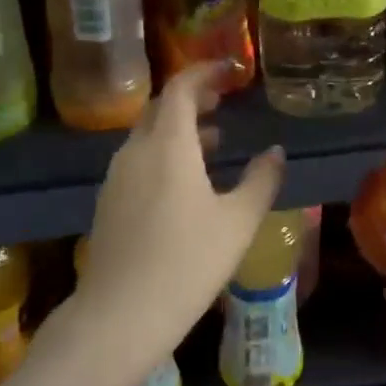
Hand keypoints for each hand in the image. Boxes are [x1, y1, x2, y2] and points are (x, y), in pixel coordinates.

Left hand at [75, 63, 285, 371]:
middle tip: (224, 100)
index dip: (206, 72)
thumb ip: (261, 180)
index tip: (232, 70)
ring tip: (214, 140)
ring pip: (148, 135)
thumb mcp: (238, 222)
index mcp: (167, 145)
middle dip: (193, 97)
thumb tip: (276, 153)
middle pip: (162, 108)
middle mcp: (136, 150)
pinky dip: (164, 153)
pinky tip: (185, 181)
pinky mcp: (109, 201)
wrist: (120, 315)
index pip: (182, 88)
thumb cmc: (187, 263)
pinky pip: (139, 159)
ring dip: (179, 128)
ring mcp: (117, 176)